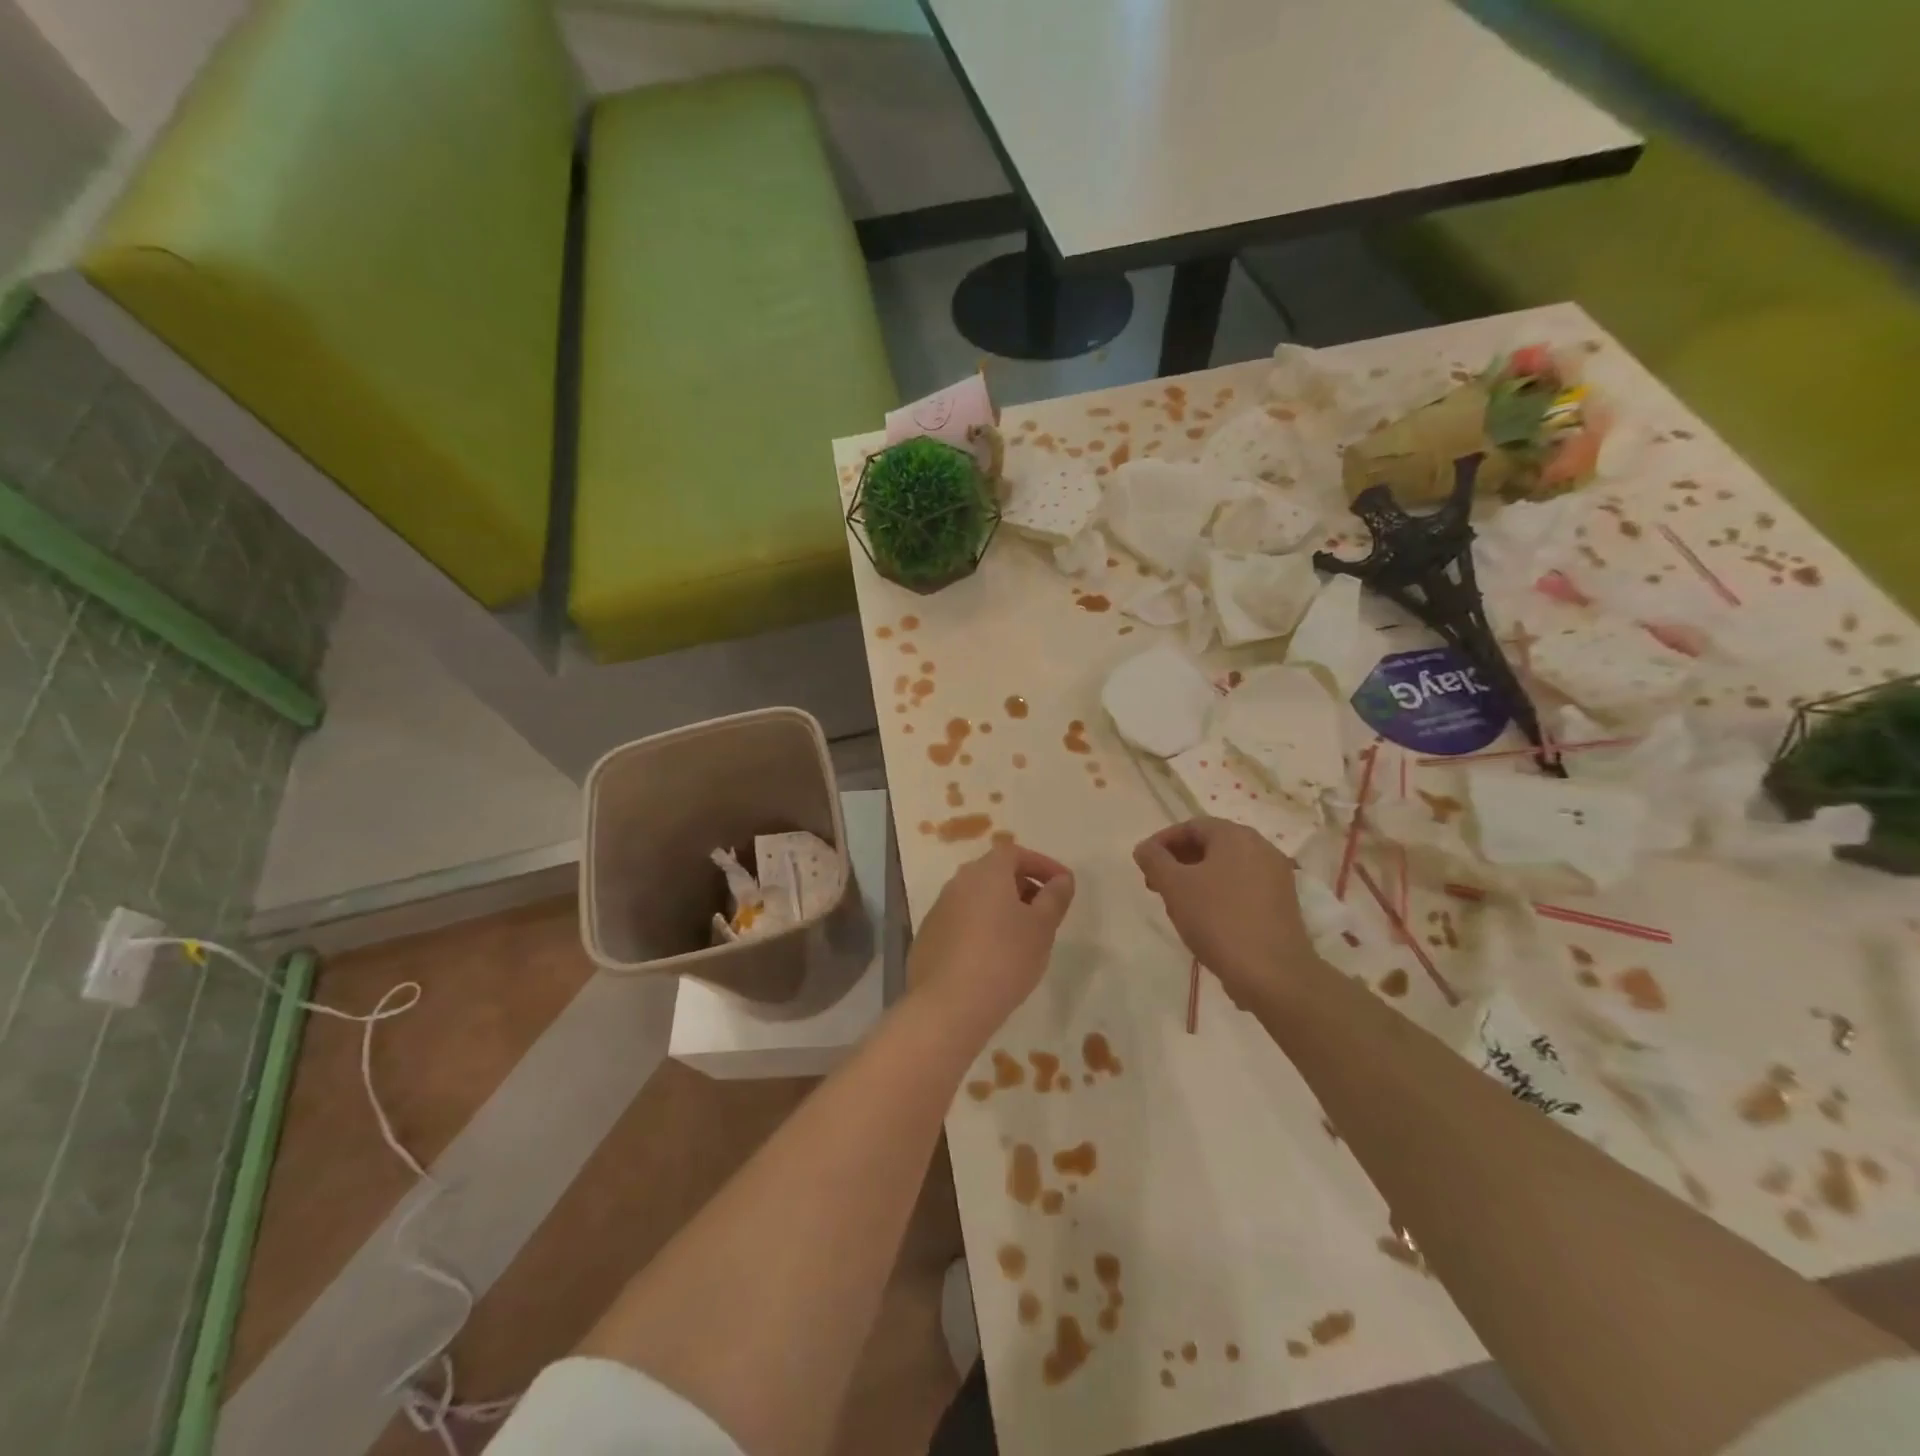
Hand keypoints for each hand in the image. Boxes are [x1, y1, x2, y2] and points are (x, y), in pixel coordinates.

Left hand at [909, 840, 1074, 1035]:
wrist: (949, 1005)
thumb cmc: (1004, 958)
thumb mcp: (1042, 927)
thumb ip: (1055, 898)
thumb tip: (1062, 879)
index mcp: (985, 872)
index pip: (1016, 853)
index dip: (1042, 865)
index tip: (1063, 885)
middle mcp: (958, 882)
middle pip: (995, 873)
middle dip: (1023, 886)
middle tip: (1046, 912)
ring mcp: (939, 909)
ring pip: (977, 898)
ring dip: (1002, 909)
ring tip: (1023, 937)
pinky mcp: (928, 937)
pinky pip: (962, 922)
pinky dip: (982, 928)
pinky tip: (994, 957)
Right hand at [1133, 817, 1315, 1005]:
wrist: (1272, 973)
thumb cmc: (1218, 920)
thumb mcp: (1174, 887)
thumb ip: (1154, 860)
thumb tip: (1144, 848)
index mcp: (1236, 836)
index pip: (1191, 826)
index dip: (1162, 841)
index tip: (1143, 864)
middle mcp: (1261, 848)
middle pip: (1210, 845)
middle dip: (1178, 861)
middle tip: (1156, 884)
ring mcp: (1276, 876)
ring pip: (1226, 867)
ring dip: (1196, 878)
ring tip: (1177, 903)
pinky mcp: (1282, 903)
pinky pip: (1242, 886)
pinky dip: (1219, 893)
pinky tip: (1205, 918)